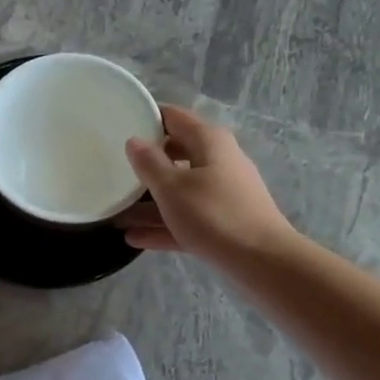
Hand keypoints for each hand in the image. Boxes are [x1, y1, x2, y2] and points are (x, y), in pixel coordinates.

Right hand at [116, 106, 296, 266]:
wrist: (263, 261)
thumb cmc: (214, 214)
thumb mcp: (172, 187)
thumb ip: (149, 163)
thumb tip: (134, 141)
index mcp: (209, 141)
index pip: (174, 117)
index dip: (148, 118)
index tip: (119, 124)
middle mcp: (219, 161)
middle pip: (176, 154)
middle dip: (147, 164)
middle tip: (115, 169)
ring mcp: (223, 194)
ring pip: (180, 191)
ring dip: (150, 202)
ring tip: (116, 213)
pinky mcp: (224, 223)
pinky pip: (188, 218)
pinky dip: (164, 225)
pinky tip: (134, 239)